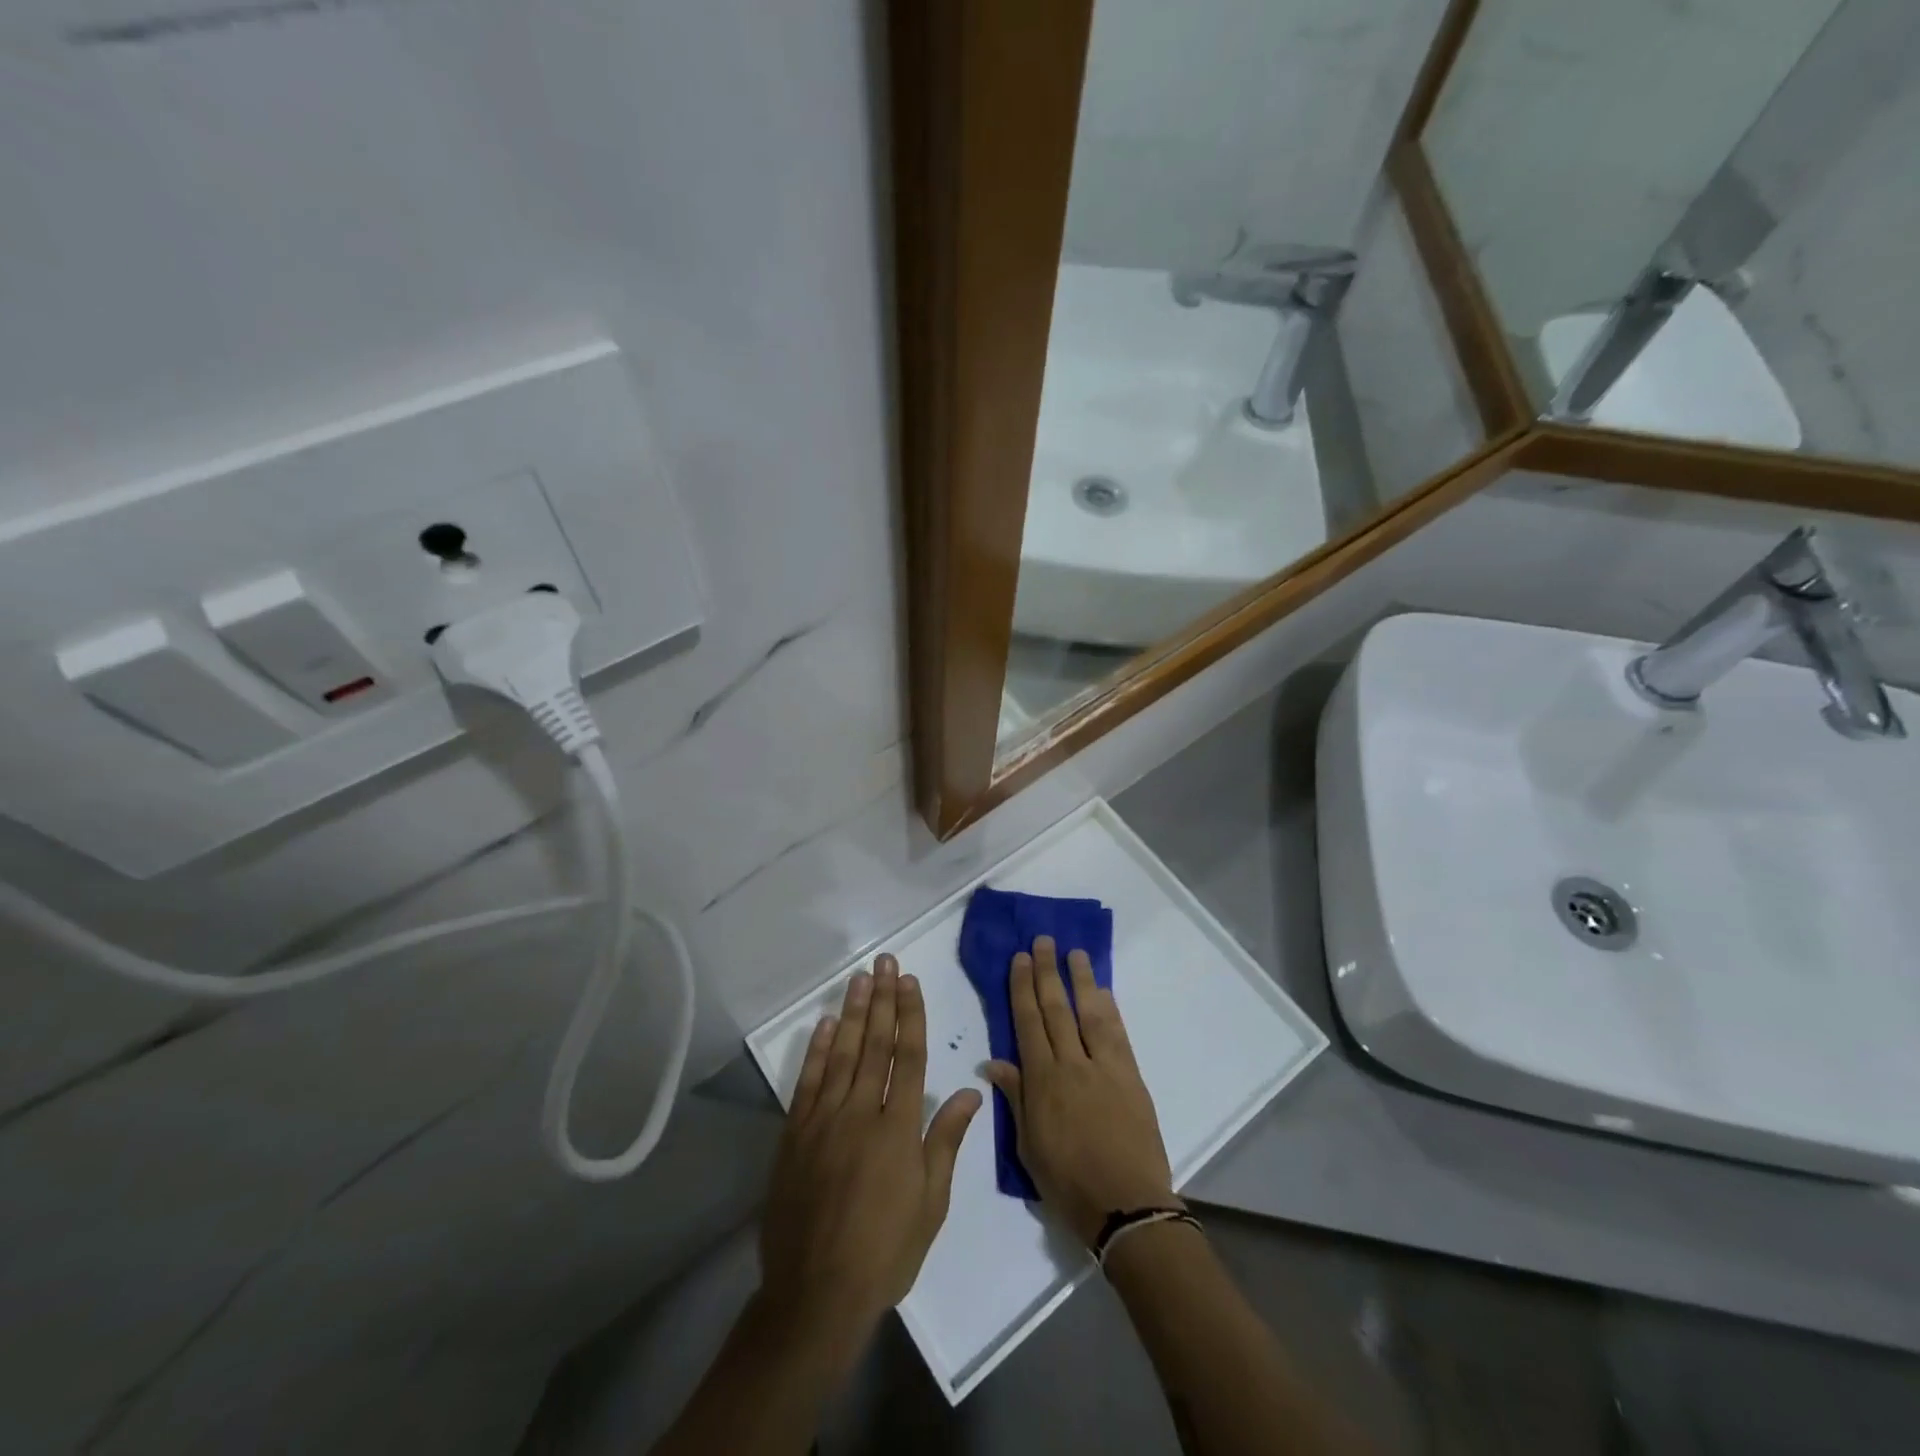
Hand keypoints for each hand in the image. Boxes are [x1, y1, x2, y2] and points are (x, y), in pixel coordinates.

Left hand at [758, 955, 982, 1355]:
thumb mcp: (931, 1203)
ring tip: (860, 979)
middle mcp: (860, 1112)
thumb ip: (946, 1140)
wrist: (816, 1293)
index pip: (908, 1056)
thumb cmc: (885, 1251)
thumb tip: (970, 1090)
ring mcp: (823, 1120)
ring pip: (841, 1054)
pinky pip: (807, 1082)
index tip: (909, 982)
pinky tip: (823, 1025)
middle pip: (874, 1044)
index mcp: (898, 1128)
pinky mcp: (795, 1135)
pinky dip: (816, 1050)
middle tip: (885, 962)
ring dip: (851, 1013)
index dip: (910, 1015)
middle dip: (882, 999)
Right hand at [984, 935, 1177, 1247]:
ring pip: (1089, 1013)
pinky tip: (1102, 991)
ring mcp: (1105, 1067)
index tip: (1020, 959)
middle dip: (1047, 972)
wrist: (1127, 1205)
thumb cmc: (1069, 1183)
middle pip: (1056, 1009)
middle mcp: (1072, 1064)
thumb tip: (995, 1062)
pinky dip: (1109, 1009)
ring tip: (1074, 952)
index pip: (1029, 1023)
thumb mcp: (1029, 1147)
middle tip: (1043, 941)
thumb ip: (1016, 1098)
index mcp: (1043, 1081)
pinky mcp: (1131, 1076)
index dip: (1022, 988)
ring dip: (1081, 980)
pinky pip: (1117, 1034)